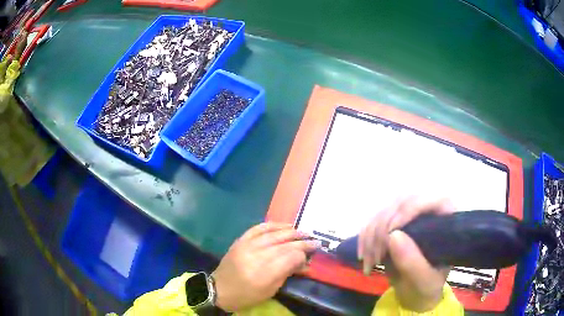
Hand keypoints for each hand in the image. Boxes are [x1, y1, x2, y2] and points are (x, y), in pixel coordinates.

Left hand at [212, 223, 318, 311]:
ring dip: (290, 231)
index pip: (290, 257)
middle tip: (314, 240)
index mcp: (264, 274)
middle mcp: (256, 256)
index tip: (312, 253)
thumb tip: (304, 263)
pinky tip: (283, 225)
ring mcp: (246, 246)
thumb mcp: (270, 291)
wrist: (219, 290)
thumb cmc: (246, 295)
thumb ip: (287, 274)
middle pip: (284, 244)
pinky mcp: (240, 241)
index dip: (303, 254)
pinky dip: (272, 225)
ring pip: (273, 234)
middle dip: (302, 241)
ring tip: (302, 232)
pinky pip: (258, 228)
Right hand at [358, 197, 454, 311]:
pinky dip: (364, 238)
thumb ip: (413, 262)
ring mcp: (409, 216)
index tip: (390, 234)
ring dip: (371, 236)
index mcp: (445, 221)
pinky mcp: (393, 224)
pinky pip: (373, 221)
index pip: (431, 200)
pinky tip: (363, 257)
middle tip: (376, 257)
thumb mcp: (424, 280)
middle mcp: (428, 212)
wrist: (414, 293)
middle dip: (384, 228)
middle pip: (403, 202)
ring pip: (385, 210)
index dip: (410, 209)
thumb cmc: (426, 286)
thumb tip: (393, 236)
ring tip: (370, 263)